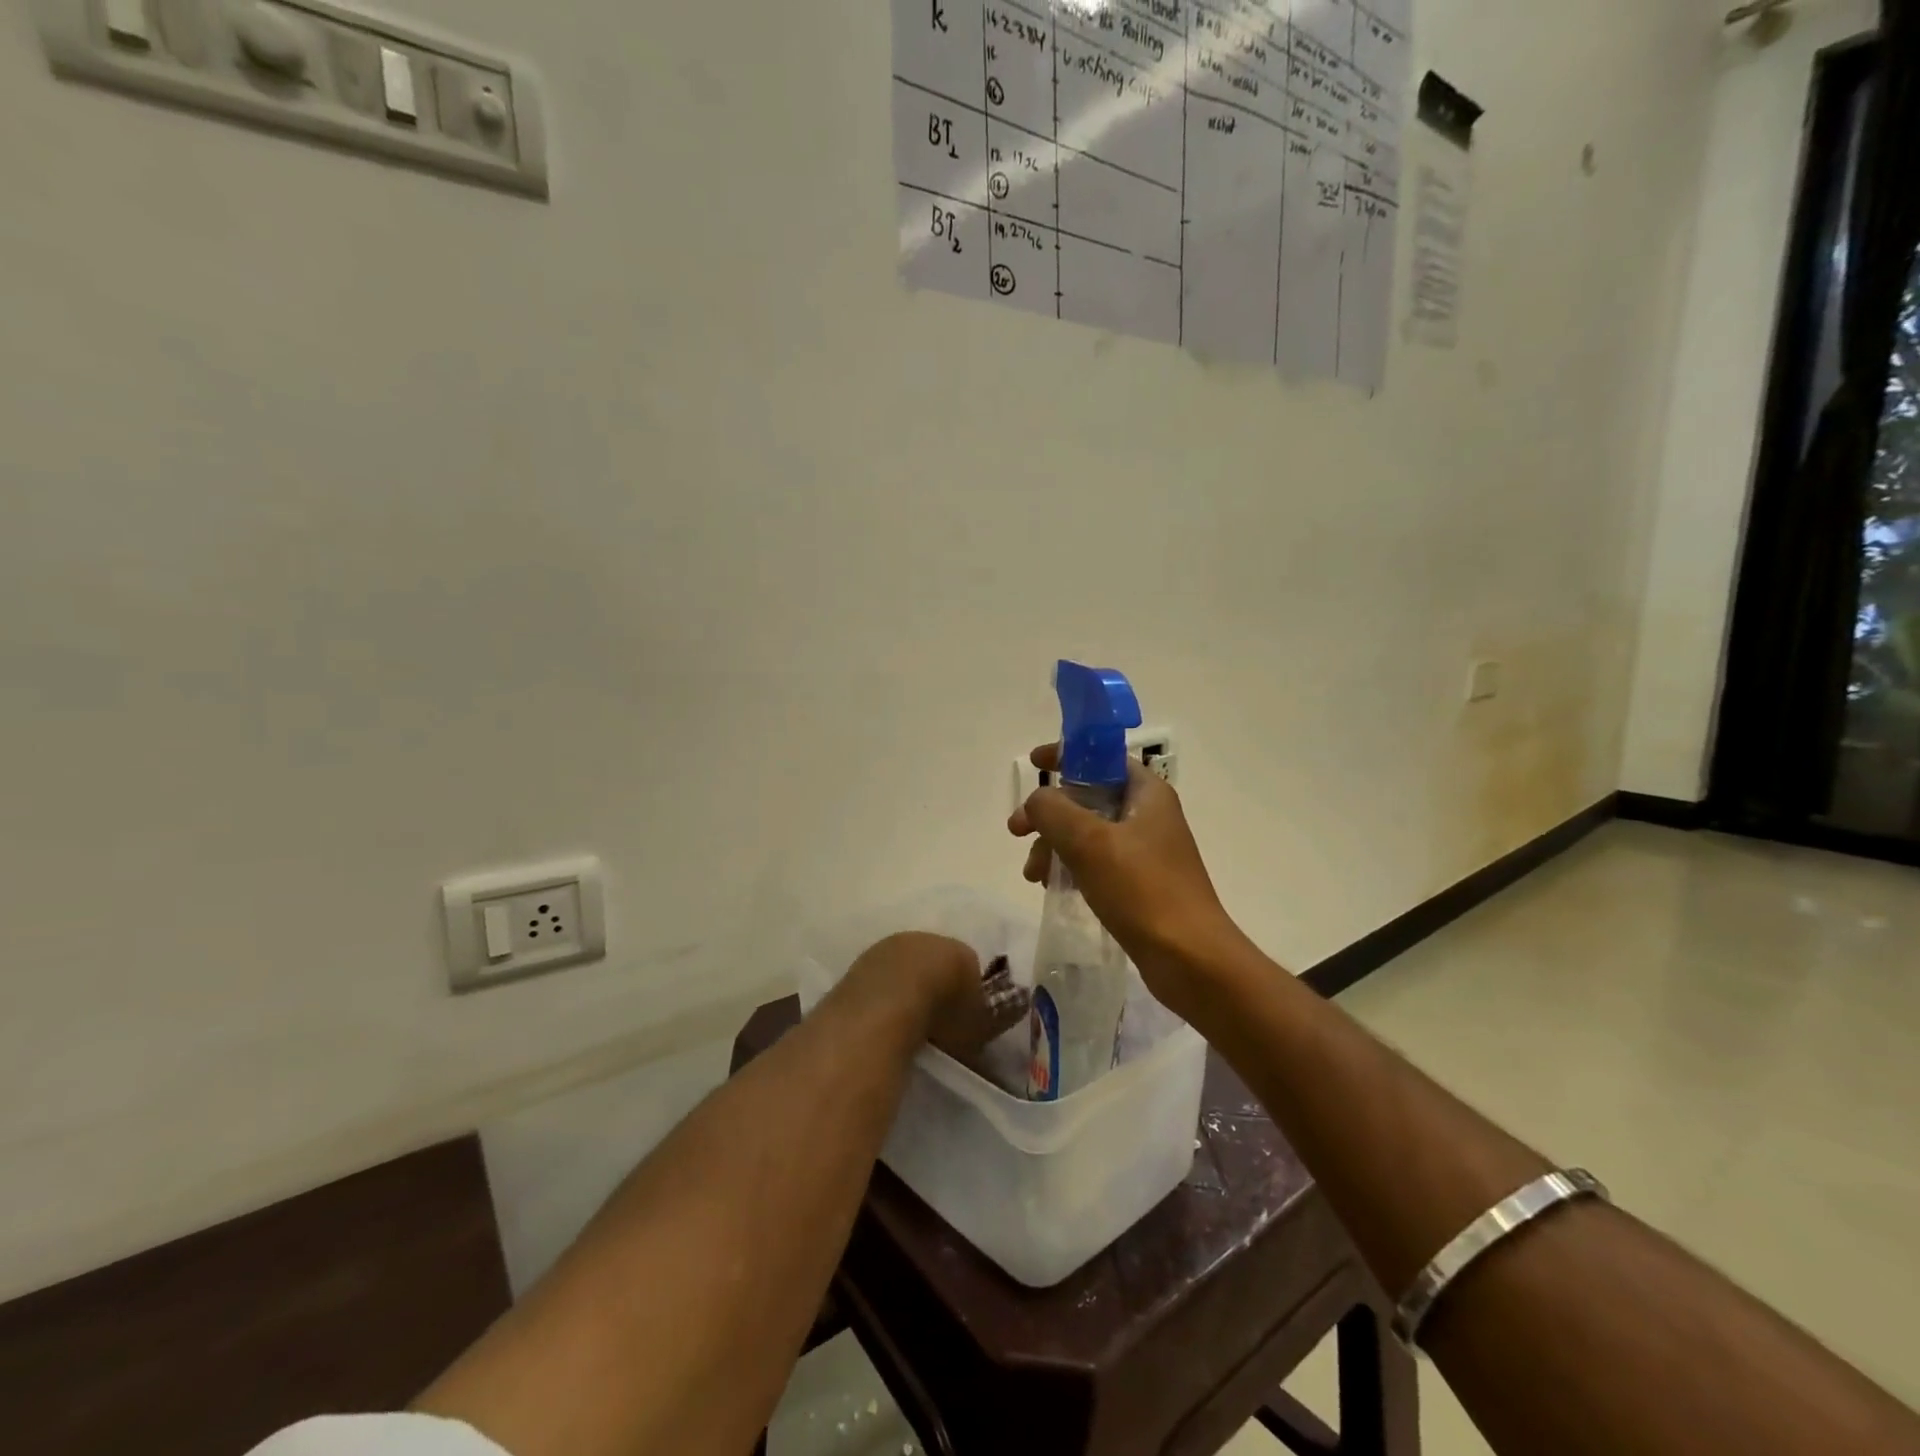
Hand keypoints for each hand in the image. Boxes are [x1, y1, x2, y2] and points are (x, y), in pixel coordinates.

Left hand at [844, 932, 1028, 1062]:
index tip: (964, 1016)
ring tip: (907, 1023)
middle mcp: (922, 939)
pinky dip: (882, 996)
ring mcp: (886, 948)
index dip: (967, 991)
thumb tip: (1014, 1015)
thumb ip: (996, 1019)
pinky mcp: (858, 965)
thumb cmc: (942, 1013)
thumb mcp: (979, 1024)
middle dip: (935, 985)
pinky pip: (877, 980)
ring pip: (902, 968)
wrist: (888, 1004)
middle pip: (932, 962)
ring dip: (905, 989)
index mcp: (957, 949)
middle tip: (936, 1019)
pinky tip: (882, 1020)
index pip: (968, 965)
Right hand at [1008, 745, 1245, 1019]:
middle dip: (1049, 813)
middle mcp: (1149, 816)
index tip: (1034, 763)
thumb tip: (1037, 801)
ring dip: (1054, 845)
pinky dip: (1071, 867)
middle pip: (1089, 797)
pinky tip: (1052, 887)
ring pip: (1087, 833)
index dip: (1067, 755)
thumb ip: (1053, 810)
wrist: (1190, 960)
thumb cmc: (1142, 891)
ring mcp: (1146, 851)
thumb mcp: (1089, 842)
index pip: (1103, 757)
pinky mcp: (1140, 883)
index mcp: (1147, 794)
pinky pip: (1096, 862)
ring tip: (1033, 875)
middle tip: (1017, 832)